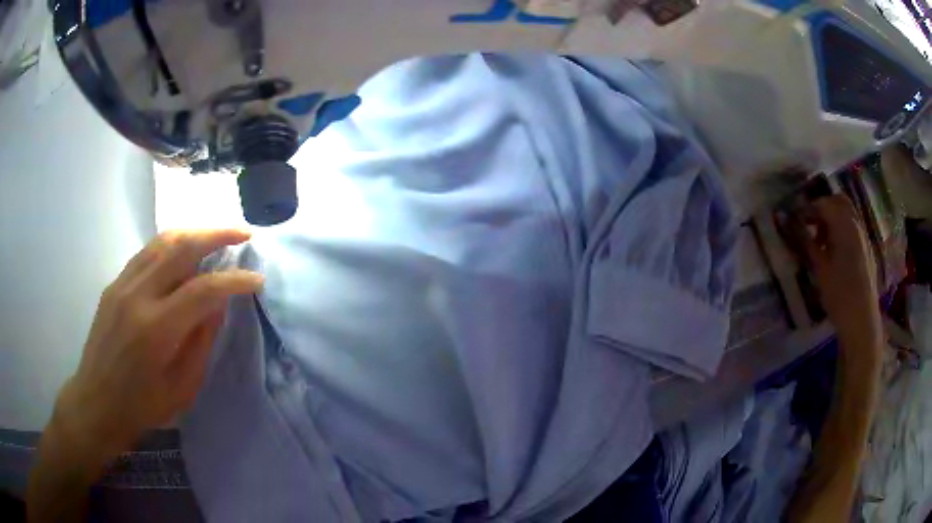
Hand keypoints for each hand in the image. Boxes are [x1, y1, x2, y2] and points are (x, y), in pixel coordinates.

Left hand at [57, 229, 263, 459]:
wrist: (97, 402)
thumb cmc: (143, 406)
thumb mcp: (182, 387)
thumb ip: (201, 341)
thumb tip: (218, 303)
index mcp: (157, 329)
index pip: (203, 289)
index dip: (235, 280)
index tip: (257, 279)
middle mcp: (138, 296)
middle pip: (182, 247)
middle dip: (217, 234)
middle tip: (243, 233)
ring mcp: (122, 285)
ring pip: (162, 240)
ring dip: (194, 232)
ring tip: (216, 235)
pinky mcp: (115, 284)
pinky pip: (147, 252)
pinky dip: (171, 244)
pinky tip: (183, 251)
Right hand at [801, 195, 881, 347]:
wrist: (861, 321)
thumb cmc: (839, 294)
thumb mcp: (819, 268)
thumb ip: (804, 240)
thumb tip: (785, 220)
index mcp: (844, 224)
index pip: (823, 204)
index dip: (806, 209)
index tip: (793, 221)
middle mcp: (856, 224)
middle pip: (838, 201)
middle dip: (823, 208)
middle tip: (809, 225)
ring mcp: (864, 237)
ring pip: (847, 215)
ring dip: (833, 220)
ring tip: (820, 242)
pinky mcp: (867, 251)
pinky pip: (853, 230)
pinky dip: (842, 232)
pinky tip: (834, 253)